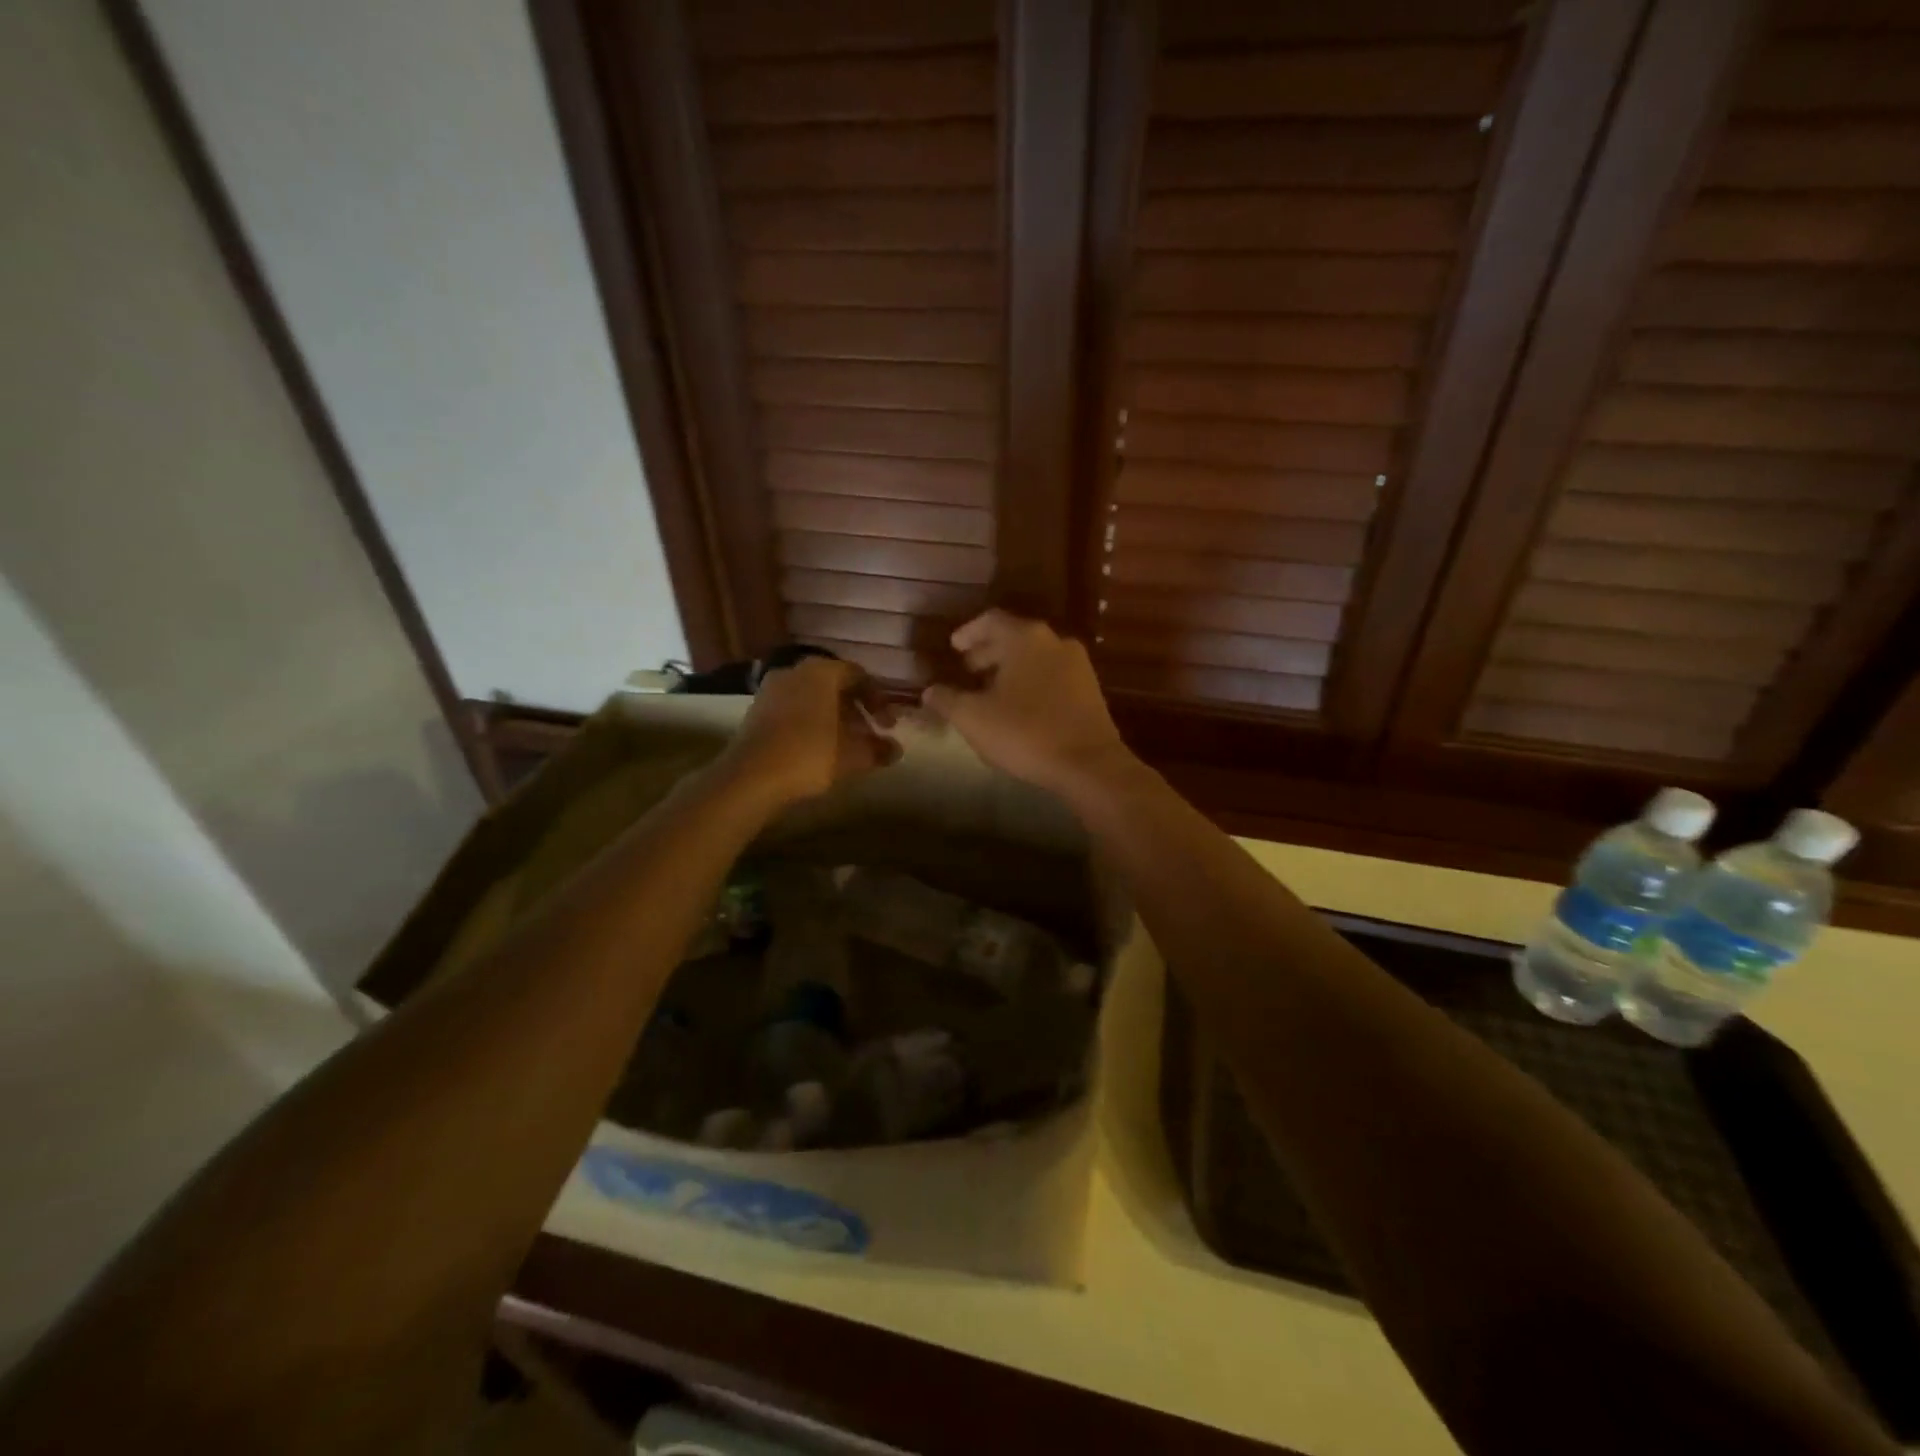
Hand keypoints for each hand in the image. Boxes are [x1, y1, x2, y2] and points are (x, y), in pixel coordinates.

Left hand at [718, 655, 899, 810]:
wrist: (750, 776)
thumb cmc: (809, 755)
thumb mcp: (852, 755)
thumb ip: (877, 749)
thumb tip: (896, 750)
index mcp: (821, 671)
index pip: (858, 675)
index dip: (878, 700)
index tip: (888, 726)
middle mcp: (795, 671)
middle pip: (834, 685)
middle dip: (855, 709)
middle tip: (869, 734)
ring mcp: (771, 689)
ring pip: (812, 697)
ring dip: (832, 717)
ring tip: (845, 744)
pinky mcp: (756, 710)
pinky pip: (793, 708)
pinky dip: (810, 722)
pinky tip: (818, 747)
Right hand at [921, 611, 1133, 795]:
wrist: (1089, 764)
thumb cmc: (1025, 733)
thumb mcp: (973, 718)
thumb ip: (947, 700)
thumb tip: (929, 691)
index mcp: (1025, 638)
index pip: (990, 620)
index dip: (968, 632)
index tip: (953, 647)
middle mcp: (1054, 641)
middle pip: (1015, 637)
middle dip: (988, 652)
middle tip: (968, 670)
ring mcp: (1077, 665)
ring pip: (1035, 657)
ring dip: (1010, 669)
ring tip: (990, 691)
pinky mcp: (1090, 690)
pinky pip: (1052, 675)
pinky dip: (1031, 682)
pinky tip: (1019, 707)